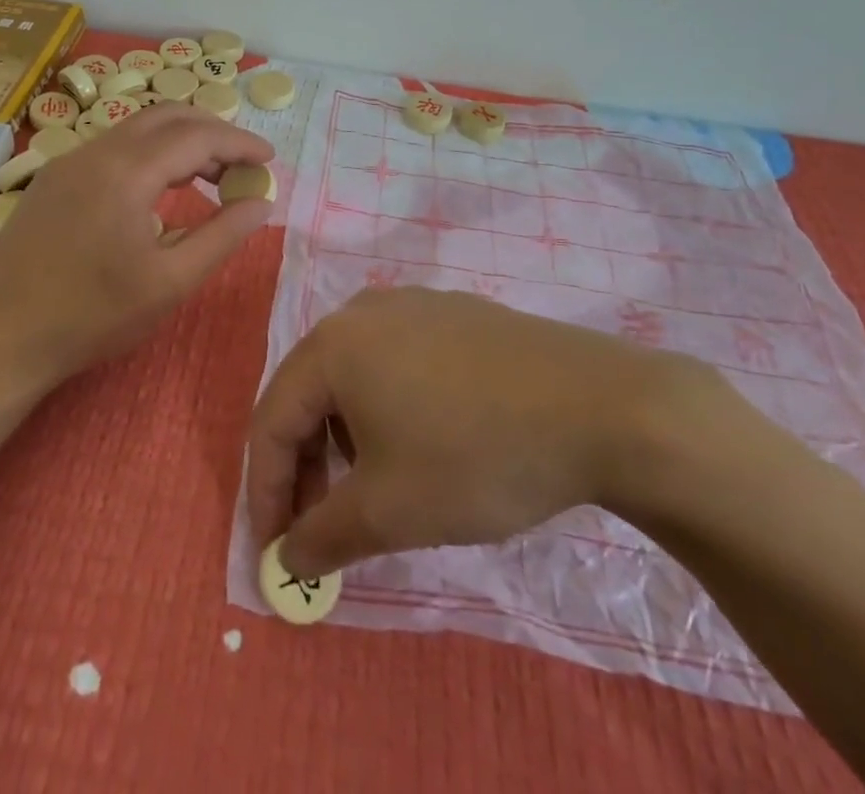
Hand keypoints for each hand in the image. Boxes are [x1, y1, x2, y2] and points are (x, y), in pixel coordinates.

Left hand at [0, 103, 273, 391]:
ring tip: (209, 175)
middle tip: (242, 164)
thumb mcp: (170, 283)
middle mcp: (96, 151)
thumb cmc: (92, 317)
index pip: (197, 136)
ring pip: (137, 129)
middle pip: (167, 117)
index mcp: (126, 172)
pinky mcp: (53, 178)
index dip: (239, 142)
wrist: (1, 340)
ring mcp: (68, 160)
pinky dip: (149, 153)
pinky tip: (159, 188)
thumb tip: (262, 203)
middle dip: (212, 131)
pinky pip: (113, 147)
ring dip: (179, 141)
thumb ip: (222, 236)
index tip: (270, 158)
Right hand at [247, 288, 727, 578]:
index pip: (271, 420)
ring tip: (376, 491)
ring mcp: (414, 306)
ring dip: (347, 440)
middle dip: (307, 467)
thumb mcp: (389, 510)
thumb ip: (323, 536)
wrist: (599, 407)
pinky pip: (398, 363)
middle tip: (323, 529)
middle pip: (311, 393)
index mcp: (332, 344)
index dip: (265, 491)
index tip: (276, 553)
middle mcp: (363, 311)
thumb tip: (286, 558)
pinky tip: (425, 444)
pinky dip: (389, 409)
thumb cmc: (474, 455)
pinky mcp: (456, 314)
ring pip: (355, 377)